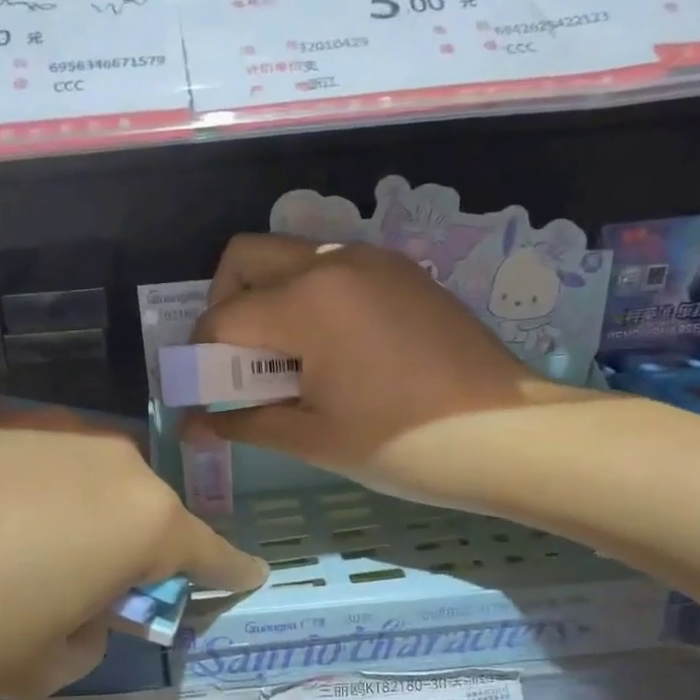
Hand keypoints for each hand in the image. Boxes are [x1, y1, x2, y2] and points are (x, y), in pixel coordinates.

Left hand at [0, 409, 265, 697]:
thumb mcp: (38, 668)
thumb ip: (91, 638)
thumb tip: (87, 606)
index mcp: (142, 520)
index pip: (211, 553)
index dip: (231, 572)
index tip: (248, 576)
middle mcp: (113, 460)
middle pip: (149, 514)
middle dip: (138, 554)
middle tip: (95, 594)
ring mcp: (53, 426)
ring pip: (96, 484)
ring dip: (84, 521)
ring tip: (20, 560)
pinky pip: (43, 463)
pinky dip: (35, 494)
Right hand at [188, 235, 592, 509]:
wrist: (506, 435)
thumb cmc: (402, 444)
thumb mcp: (313, 438)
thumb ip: (244, 422)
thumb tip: (192, 426)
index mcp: (306, 302)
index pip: (222, 317)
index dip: (199, 356)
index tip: (202, 391)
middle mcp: (333, 262)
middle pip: (246, 256)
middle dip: (224, 303)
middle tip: (237, 359)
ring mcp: (373, 260)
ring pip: (291, 255)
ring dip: (268, 296)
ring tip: (285, 358)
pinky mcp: (402, 272)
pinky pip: (333, 266)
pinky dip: (309, 295)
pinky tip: (330, 348)